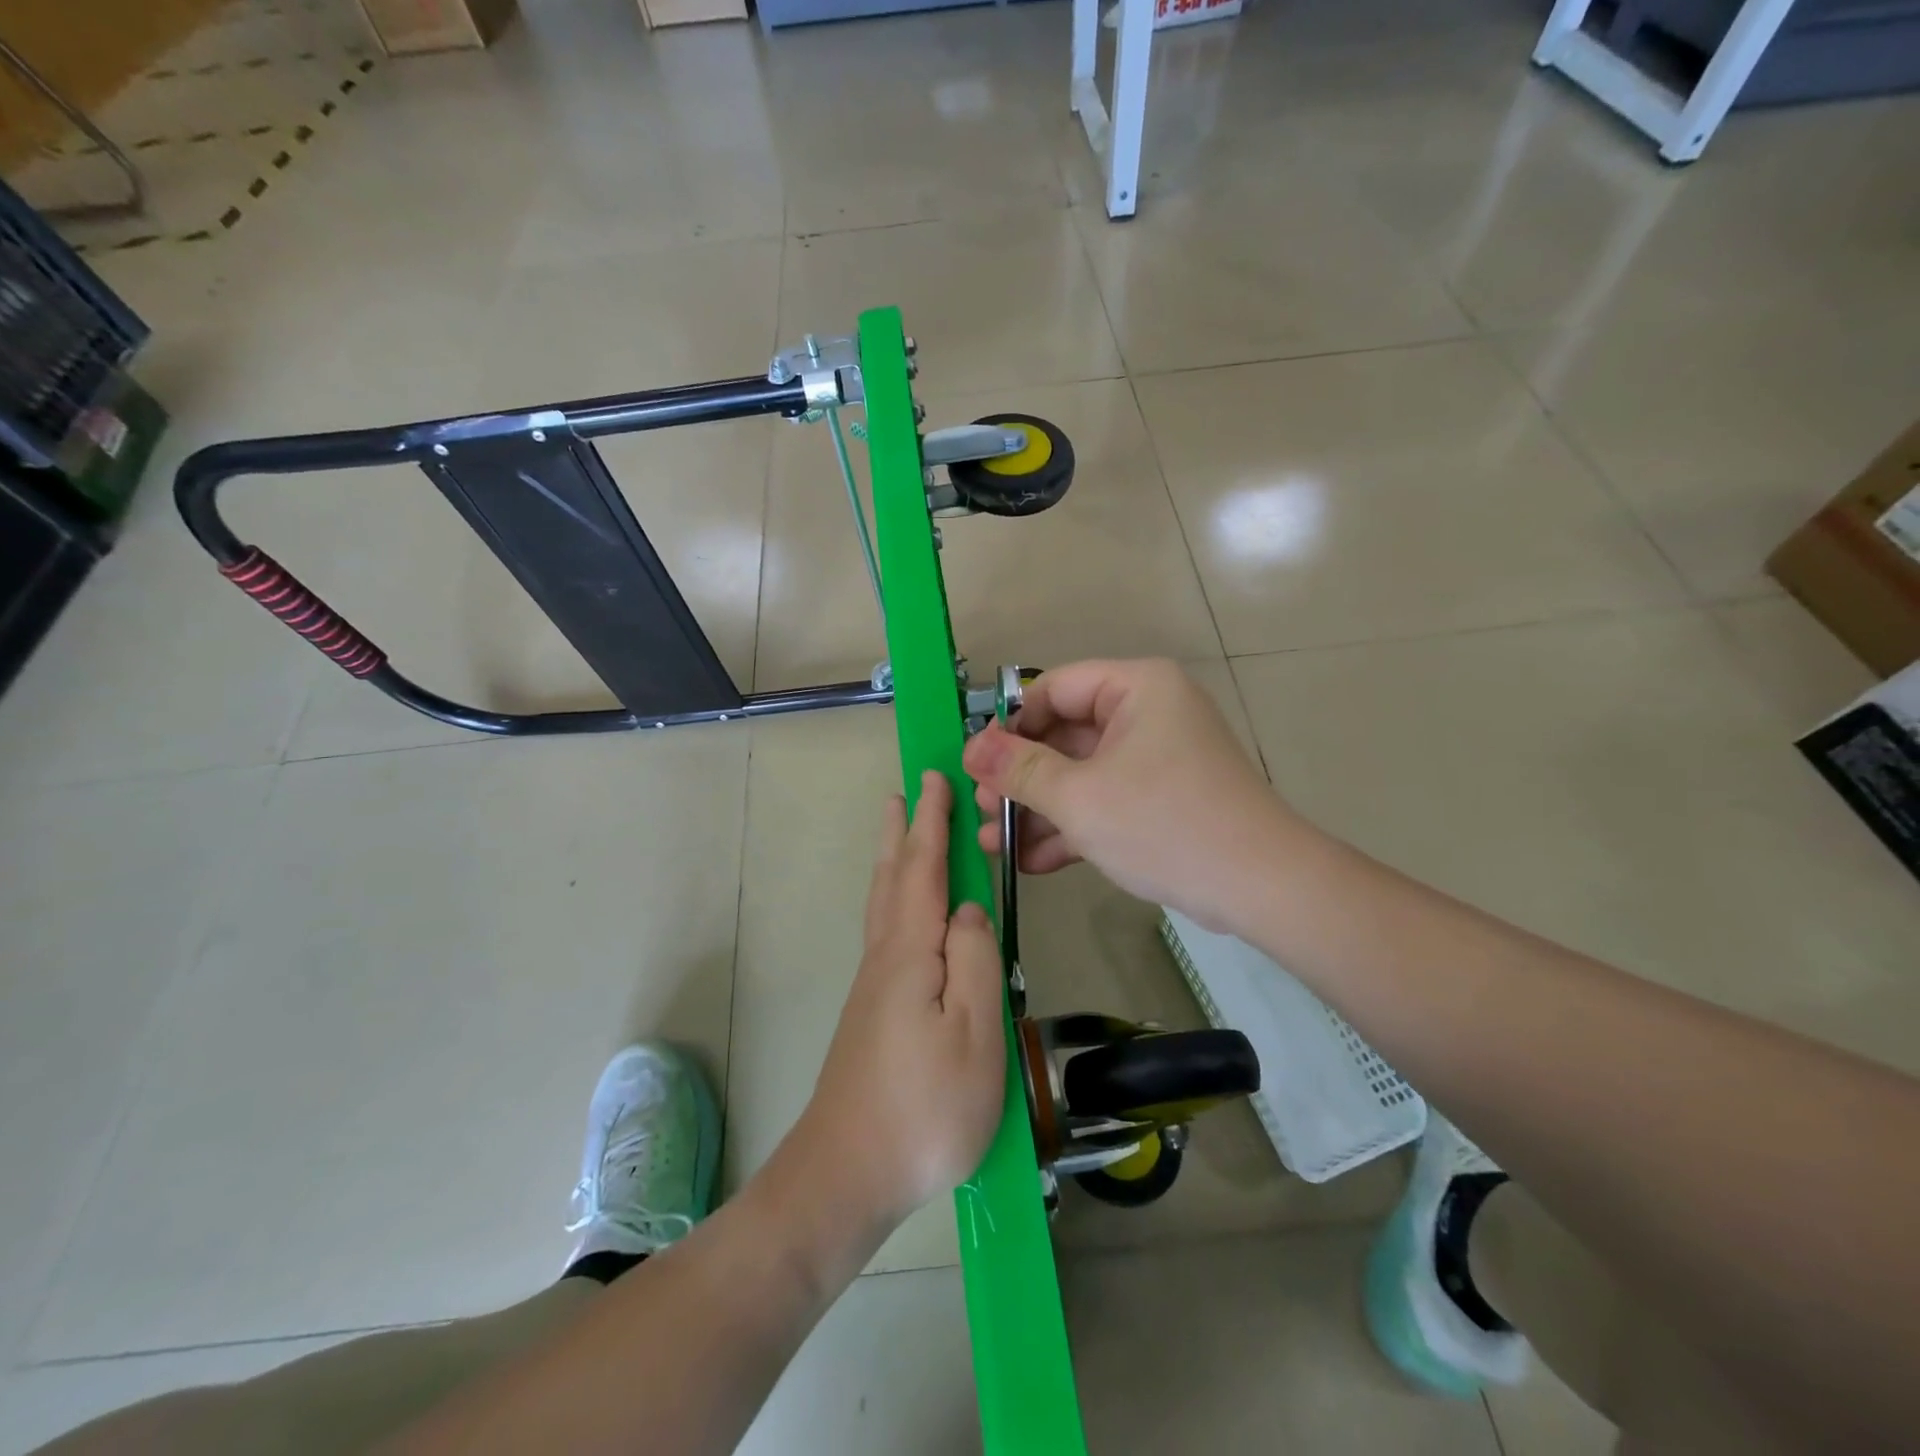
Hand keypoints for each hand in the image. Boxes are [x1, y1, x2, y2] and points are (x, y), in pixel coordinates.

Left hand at [802, 772, 1006, 1230]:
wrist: (847, 1174)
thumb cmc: (924, 1108)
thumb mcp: (974, 1034)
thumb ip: (976, 960)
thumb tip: (968, 908)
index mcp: (911, 952)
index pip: (924, 868)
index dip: (932, 822)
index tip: (935, 778)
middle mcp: (886, 956)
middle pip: (893, 877)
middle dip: (903, 830)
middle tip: (906, 791)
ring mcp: (873, 985)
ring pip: (883, 902)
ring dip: (893, 858)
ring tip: (899, 832)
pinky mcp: (871, 1010)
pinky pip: (884, 928)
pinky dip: (893, 895)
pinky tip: (902, 910)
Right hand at [962, 658, 1307, 932]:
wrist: (1260, 887)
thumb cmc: (1164, 824)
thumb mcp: (1079, 797)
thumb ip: (1020, 770)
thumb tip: (972, 748)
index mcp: (1136, 688)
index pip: (1054, 689)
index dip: (1011, 726)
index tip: (978, 767)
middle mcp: (1147, 713)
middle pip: (1064, 735)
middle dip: (1019, 779)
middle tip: (981, 810)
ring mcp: (1155, 758)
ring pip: (1081, 773)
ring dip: (1038, 808)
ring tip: (992, 842)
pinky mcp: (1160, 799)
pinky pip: (1105, 800)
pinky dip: (1071, 826)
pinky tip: (1031, 860)